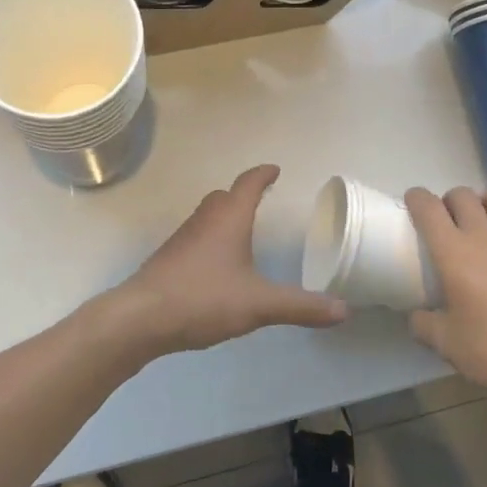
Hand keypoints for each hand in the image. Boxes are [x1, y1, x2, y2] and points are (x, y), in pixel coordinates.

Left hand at [112, 165, 348, 356]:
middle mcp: (205, 220)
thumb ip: (300, 307)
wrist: (142, 317)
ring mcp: (183, 237)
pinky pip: (196, 237)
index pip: (248, 184)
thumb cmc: (204, 298)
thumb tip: (343, 311)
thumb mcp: (259, 304)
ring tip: (242, 231)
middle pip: (225, 196)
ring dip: (225, 217)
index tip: (274, 170)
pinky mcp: (169, 258)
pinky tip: (216, 265)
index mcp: (229, 218)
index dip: (263, 175)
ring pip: (208, 216)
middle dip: (243, 195)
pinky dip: (211, 239)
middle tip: (261, 200)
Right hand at [405, 186, 486, 410]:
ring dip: (486, 204)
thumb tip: (415, 317)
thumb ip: (424, 325)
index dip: (416, 199)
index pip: (428, 207)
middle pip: (462, 195)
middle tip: (450, 222)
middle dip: (450, 201)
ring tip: (486, 223)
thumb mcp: (448, 345)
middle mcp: (485, 234)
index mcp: (453, 252)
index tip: (413, 203)